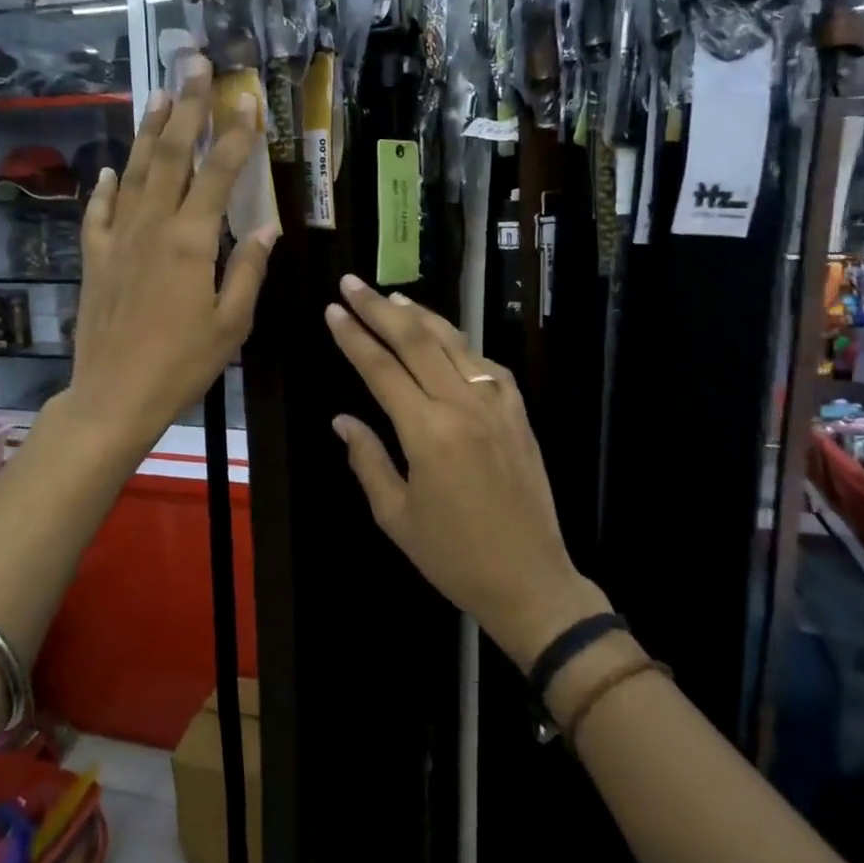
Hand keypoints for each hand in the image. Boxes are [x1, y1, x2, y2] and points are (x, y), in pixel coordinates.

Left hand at [63, 53, 276, 456]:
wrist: (114, 395)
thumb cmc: (182, 364)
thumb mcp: (232, 323)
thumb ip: (249, 269)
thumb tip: (266, 226)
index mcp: (191, 241)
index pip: (217, 174)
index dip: (235, 134)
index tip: (247, 99)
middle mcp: (152, 227)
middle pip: (170, 155)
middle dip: (186, 108)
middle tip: (195, 66)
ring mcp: (118, 239)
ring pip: (133, 172)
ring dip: (147, 131)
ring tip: (158, 95)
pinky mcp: (94, 259)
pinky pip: (98, 212)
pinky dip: (105, 186)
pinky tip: (110, 169)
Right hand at [325, 277, 608, 668]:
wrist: (530, 579)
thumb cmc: (453, 555)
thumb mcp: (396, 516)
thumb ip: (367, 460)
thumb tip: (343, 420)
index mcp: (427, 432)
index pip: (380, 368)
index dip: (353, 337)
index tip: (333, 310)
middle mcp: (463, 406)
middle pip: (416, 340)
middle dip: (379, 308)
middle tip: (353, 283)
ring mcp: (497, 405)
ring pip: (454, 343)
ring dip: (421, 317)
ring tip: (392, 299)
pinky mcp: (519, 414)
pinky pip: (486, 366)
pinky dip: (460, 346)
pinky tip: (446, 341)